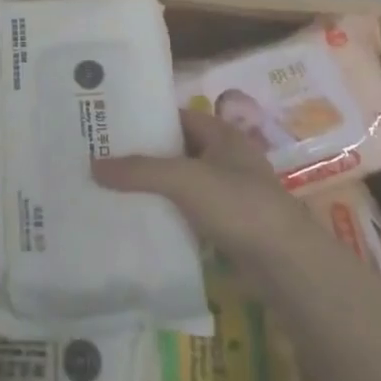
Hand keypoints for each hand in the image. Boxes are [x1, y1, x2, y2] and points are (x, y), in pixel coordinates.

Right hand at [92, 110, 308, 272]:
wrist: (286, 264)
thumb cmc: (239, 205)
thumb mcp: (184, 180)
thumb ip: (140, 170)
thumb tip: (93, 165)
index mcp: (221, 134)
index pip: (176, 116)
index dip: (145, 118)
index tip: (110, 124)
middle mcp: (226, 158)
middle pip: (176, 150)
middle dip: (144, 155)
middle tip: (101, 158)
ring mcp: (229, 193)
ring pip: (182, 184)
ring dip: (154, 188)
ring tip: (111, 190)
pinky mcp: (228, 226)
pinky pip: (189, 212)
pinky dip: (168, 214)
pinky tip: (140, 221)